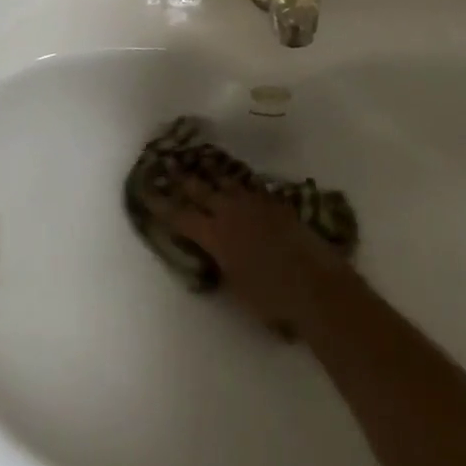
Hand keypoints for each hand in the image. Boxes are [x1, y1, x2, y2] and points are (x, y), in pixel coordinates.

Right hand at [154, 179, 349, 335]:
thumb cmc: (272, 300)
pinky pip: (252, 189)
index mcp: (215, 236)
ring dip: (213, 176)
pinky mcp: (278, 204)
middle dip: (184, 180)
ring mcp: (257, 205)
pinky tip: (239, 186)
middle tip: (170, 165)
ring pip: (228, 183)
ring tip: (202, 165)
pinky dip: (240, 186)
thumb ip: (220, 263)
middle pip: (202, 190)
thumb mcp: (234, 286)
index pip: (180, 216)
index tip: (148, 190)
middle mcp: (232, 213)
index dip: (162, 204)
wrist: (317, 287)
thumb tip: (214, 251)